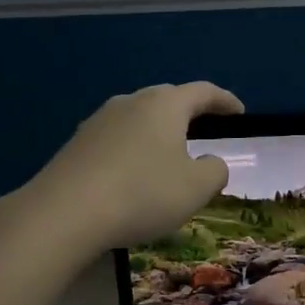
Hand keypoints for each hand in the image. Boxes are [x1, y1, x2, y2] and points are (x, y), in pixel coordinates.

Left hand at [25, 82, 243, 249]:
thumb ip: (215, 171)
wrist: (64, 212)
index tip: (239, 112)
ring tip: (168, 153)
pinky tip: (133, 174)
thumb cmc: (142, 193)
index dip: (225, 101)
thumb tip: (211, 162)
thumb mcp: (196, 188)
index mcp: (165, 105)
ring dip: (158, 131)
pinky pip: (117, 138)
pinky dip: (133, 149)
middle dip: (189, 111)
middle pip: (168, 98)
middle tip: (205, 129)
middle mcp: (132, 102)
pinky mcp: (77, 143)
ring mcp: (99, 120)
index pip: (203, 92)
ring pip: (139, 117)